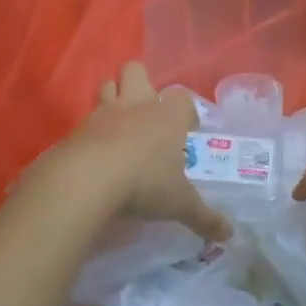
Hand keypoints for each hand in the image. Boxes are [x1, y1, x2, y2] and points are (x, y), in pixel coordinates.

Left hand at [58, 63, 231, 241]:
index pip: (182, 97)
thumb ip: (204, 217)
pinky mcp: (77, 129)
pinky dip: (93, 130)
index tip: (186, 131)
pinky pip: (87, 119)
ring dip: (113, 99)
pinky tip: (97, 152)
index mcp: (167, 116)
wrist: (86, 180)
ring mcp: (103, 114)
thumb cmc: (144, 183)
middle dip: (142, 83)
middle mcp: (136, 105)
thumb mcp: (179, 204)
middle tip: (148, 114)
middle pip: (136, 71)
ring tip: (121, 127)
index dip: (186, 111)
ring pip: (107, 86)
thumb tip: (228, 234)